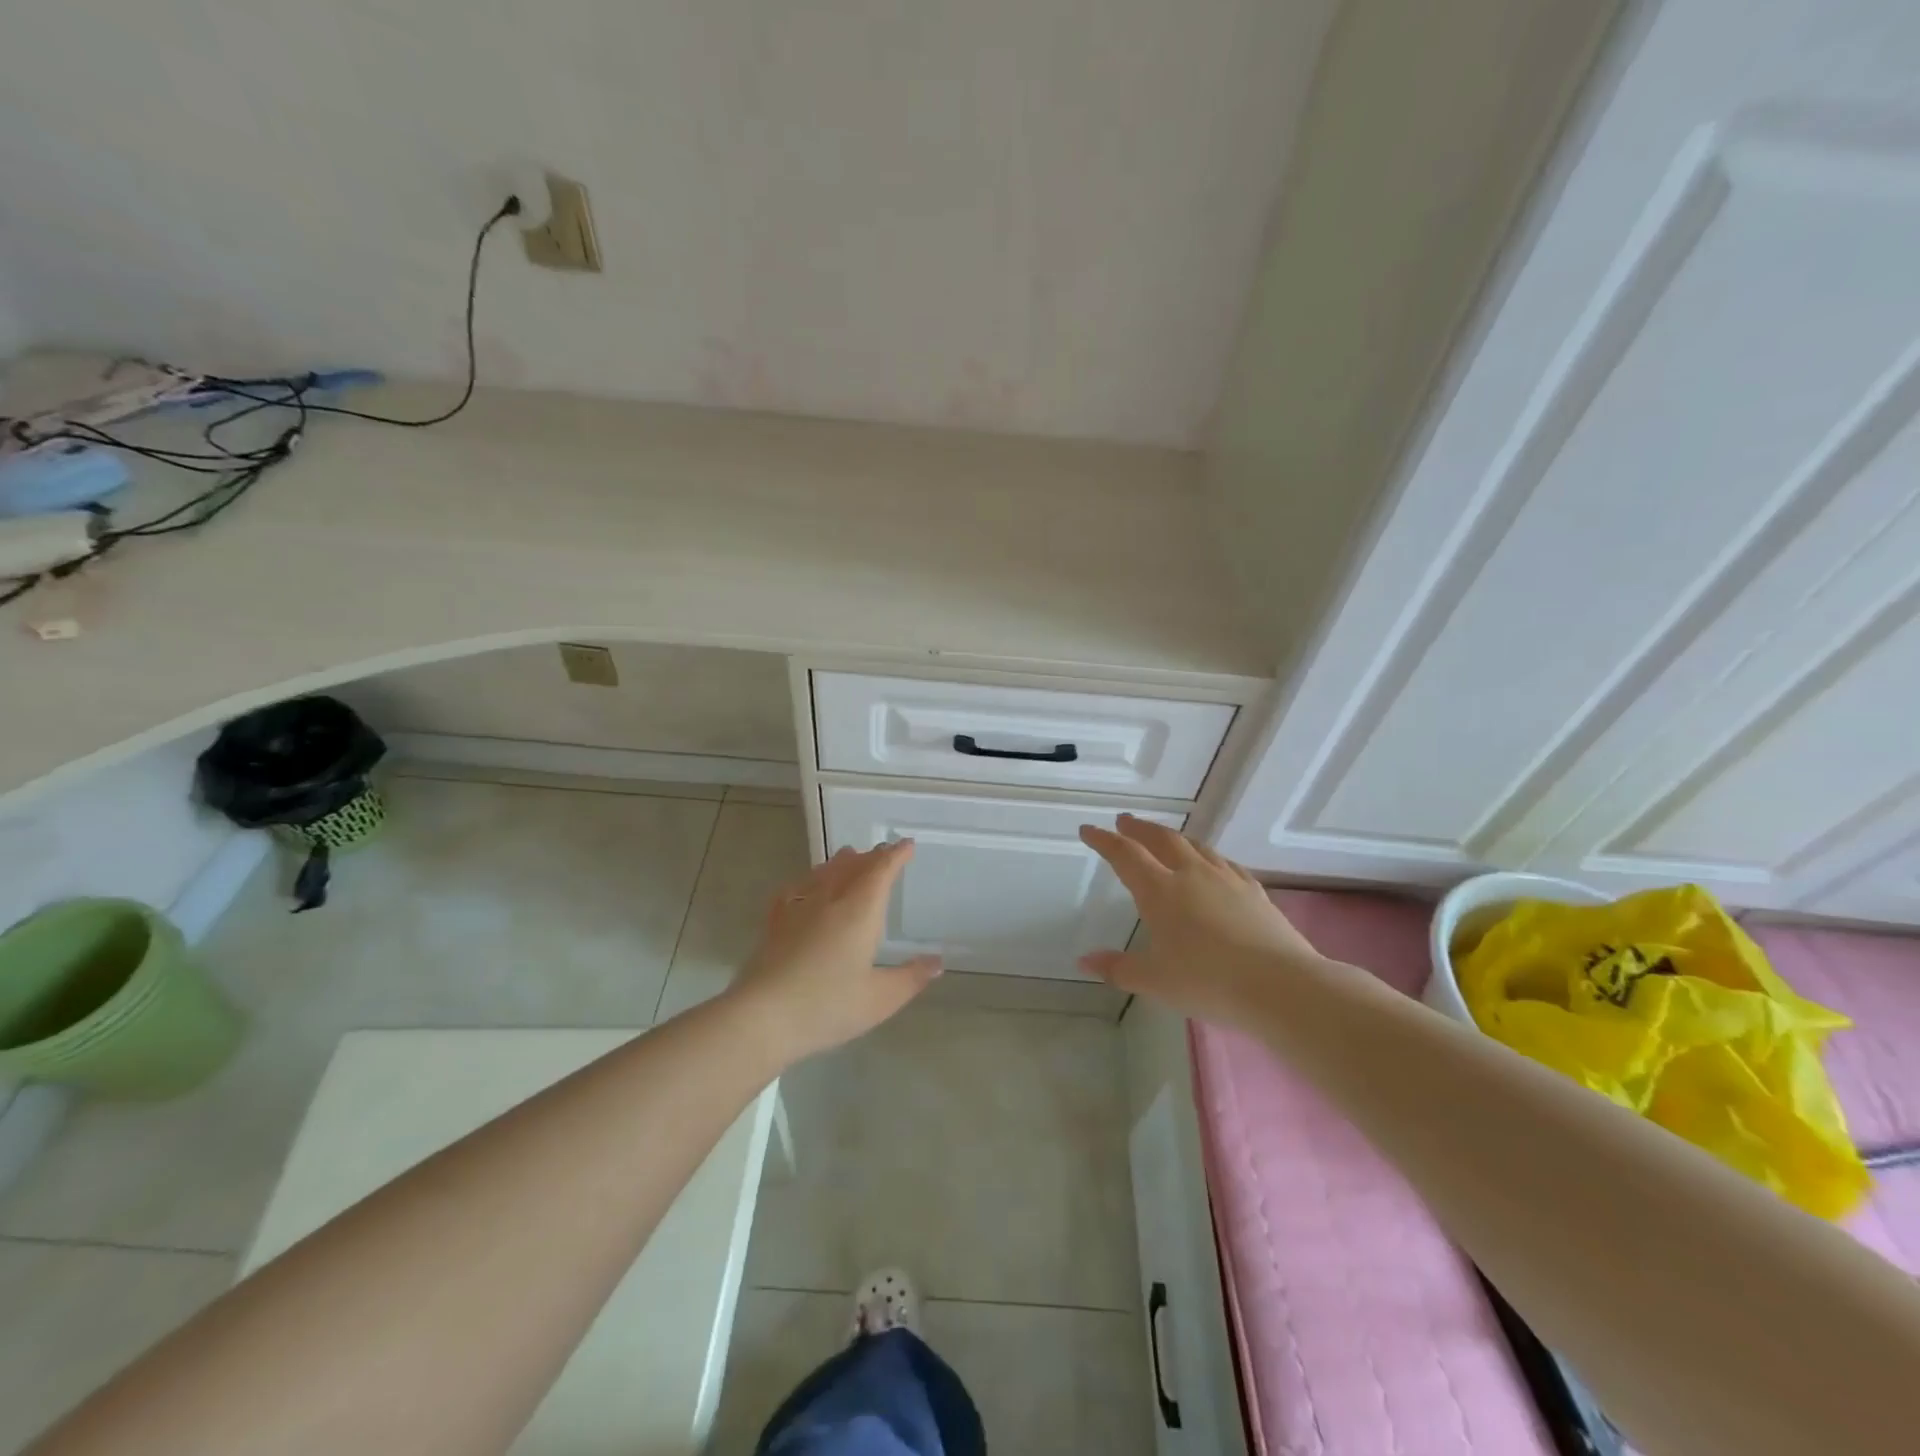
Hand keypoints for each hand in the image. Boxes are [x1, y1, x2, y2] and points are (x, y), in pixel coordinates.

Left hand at [729, 840, 939, 1063]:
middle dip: (871, 857)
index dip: (895, 855)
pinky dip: (806, 881)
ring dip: (840, 862)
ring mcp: (797, 909)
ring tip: (848, 857)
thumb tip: (937, 962)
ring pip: (823, 873)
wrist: (763, 1017)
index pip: (881, 871)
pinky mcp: (774, 923)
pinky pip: (793, 890)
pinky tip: (803, 887)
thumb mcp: (880, 999)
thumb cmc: (828, 1006)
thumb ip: (910, 978)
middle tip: (883, 853)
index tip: (907, 845)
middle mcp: (829, 900)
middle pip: (852, 866)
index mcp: (859, 911)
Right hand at [1078, 814, 1323, 1025]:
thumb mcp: (1155, 981)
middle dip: (1138, 828)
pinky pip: (1224, 862)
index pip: (1125, 855)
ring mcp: (1226, 879)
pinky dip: (1207, 856)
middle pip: (1160, 839)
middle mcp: (1191, 874)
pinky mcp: (1253, 890)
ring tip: (1163, 837)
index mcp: (1160, 891)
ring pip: (1194, 846)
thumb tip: (1083, 961)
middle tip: (1124, 821)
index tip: (1088, 830)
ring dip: (1173, 837)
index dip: (1104, 840)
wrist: (1279, 984)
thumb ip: (1118, 968)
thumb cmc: (1207, 982)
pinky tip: (1211, 865)